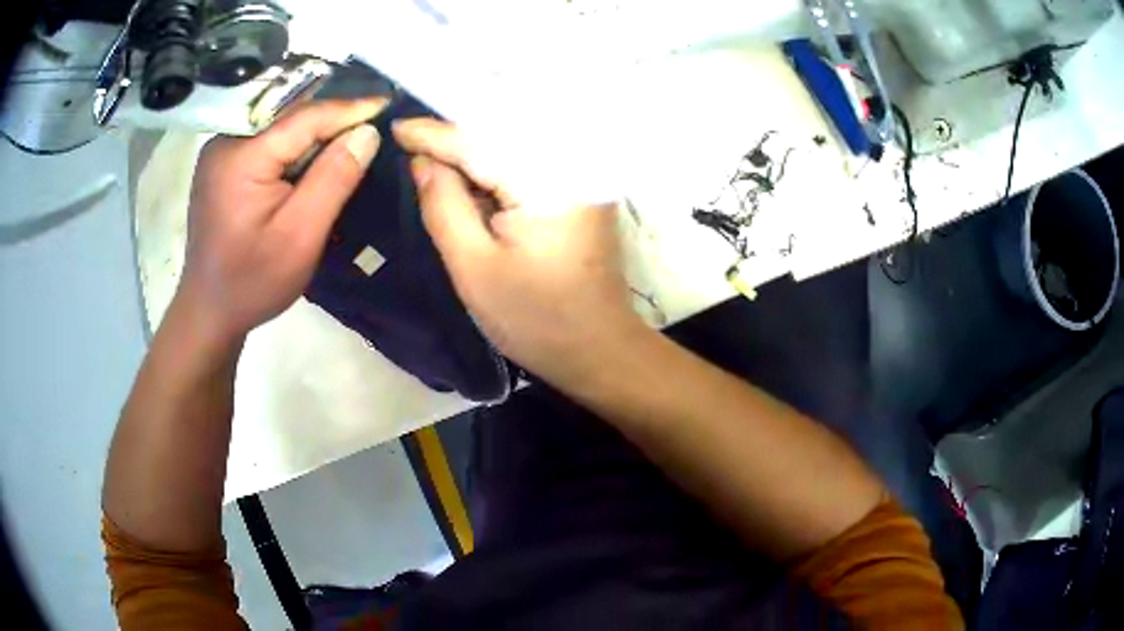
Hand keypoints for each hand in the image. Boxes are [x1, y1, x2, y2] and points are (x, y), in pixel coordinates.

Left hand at [174, 99, 387, 343]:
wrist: (210, 311)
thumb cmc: (253, 282)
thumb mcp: (300, 236)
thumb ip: (334, 178)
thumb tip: (368, 132)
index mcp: (241, 156)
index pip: (304, 117)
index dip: (349, 109)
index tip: (387, 105)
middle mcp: (226, 143)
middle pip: (290, 118)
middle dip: (332, 120)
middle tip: (373, 123)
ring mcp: (221, 153)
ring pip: (280, 128)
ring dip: (315, 134)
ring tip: (350, 138)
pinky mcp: (223, 166)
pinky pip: (267, 143)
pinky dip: (295, 148)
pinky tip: (313, 161)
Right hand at [393, 118, 642, 387]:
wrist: (598, 349)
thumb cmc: (534, 318)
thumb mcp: (473, 266)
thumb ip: (443, 205)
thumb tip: (422, 161)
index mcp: (545, 180)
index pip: (478, 142)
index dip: (433, 134)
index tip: (394, 128)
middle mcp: (570, 165)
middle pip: (501, 134)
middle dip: (454, 135)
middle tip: (411, 139)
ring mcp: (581, 177)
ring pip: (515, 146)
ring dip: (475, 149)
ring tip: (433, 154)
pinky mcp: (581, 192)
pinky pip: (530, 164)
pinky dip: (497, 166)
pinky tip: (471, 175)